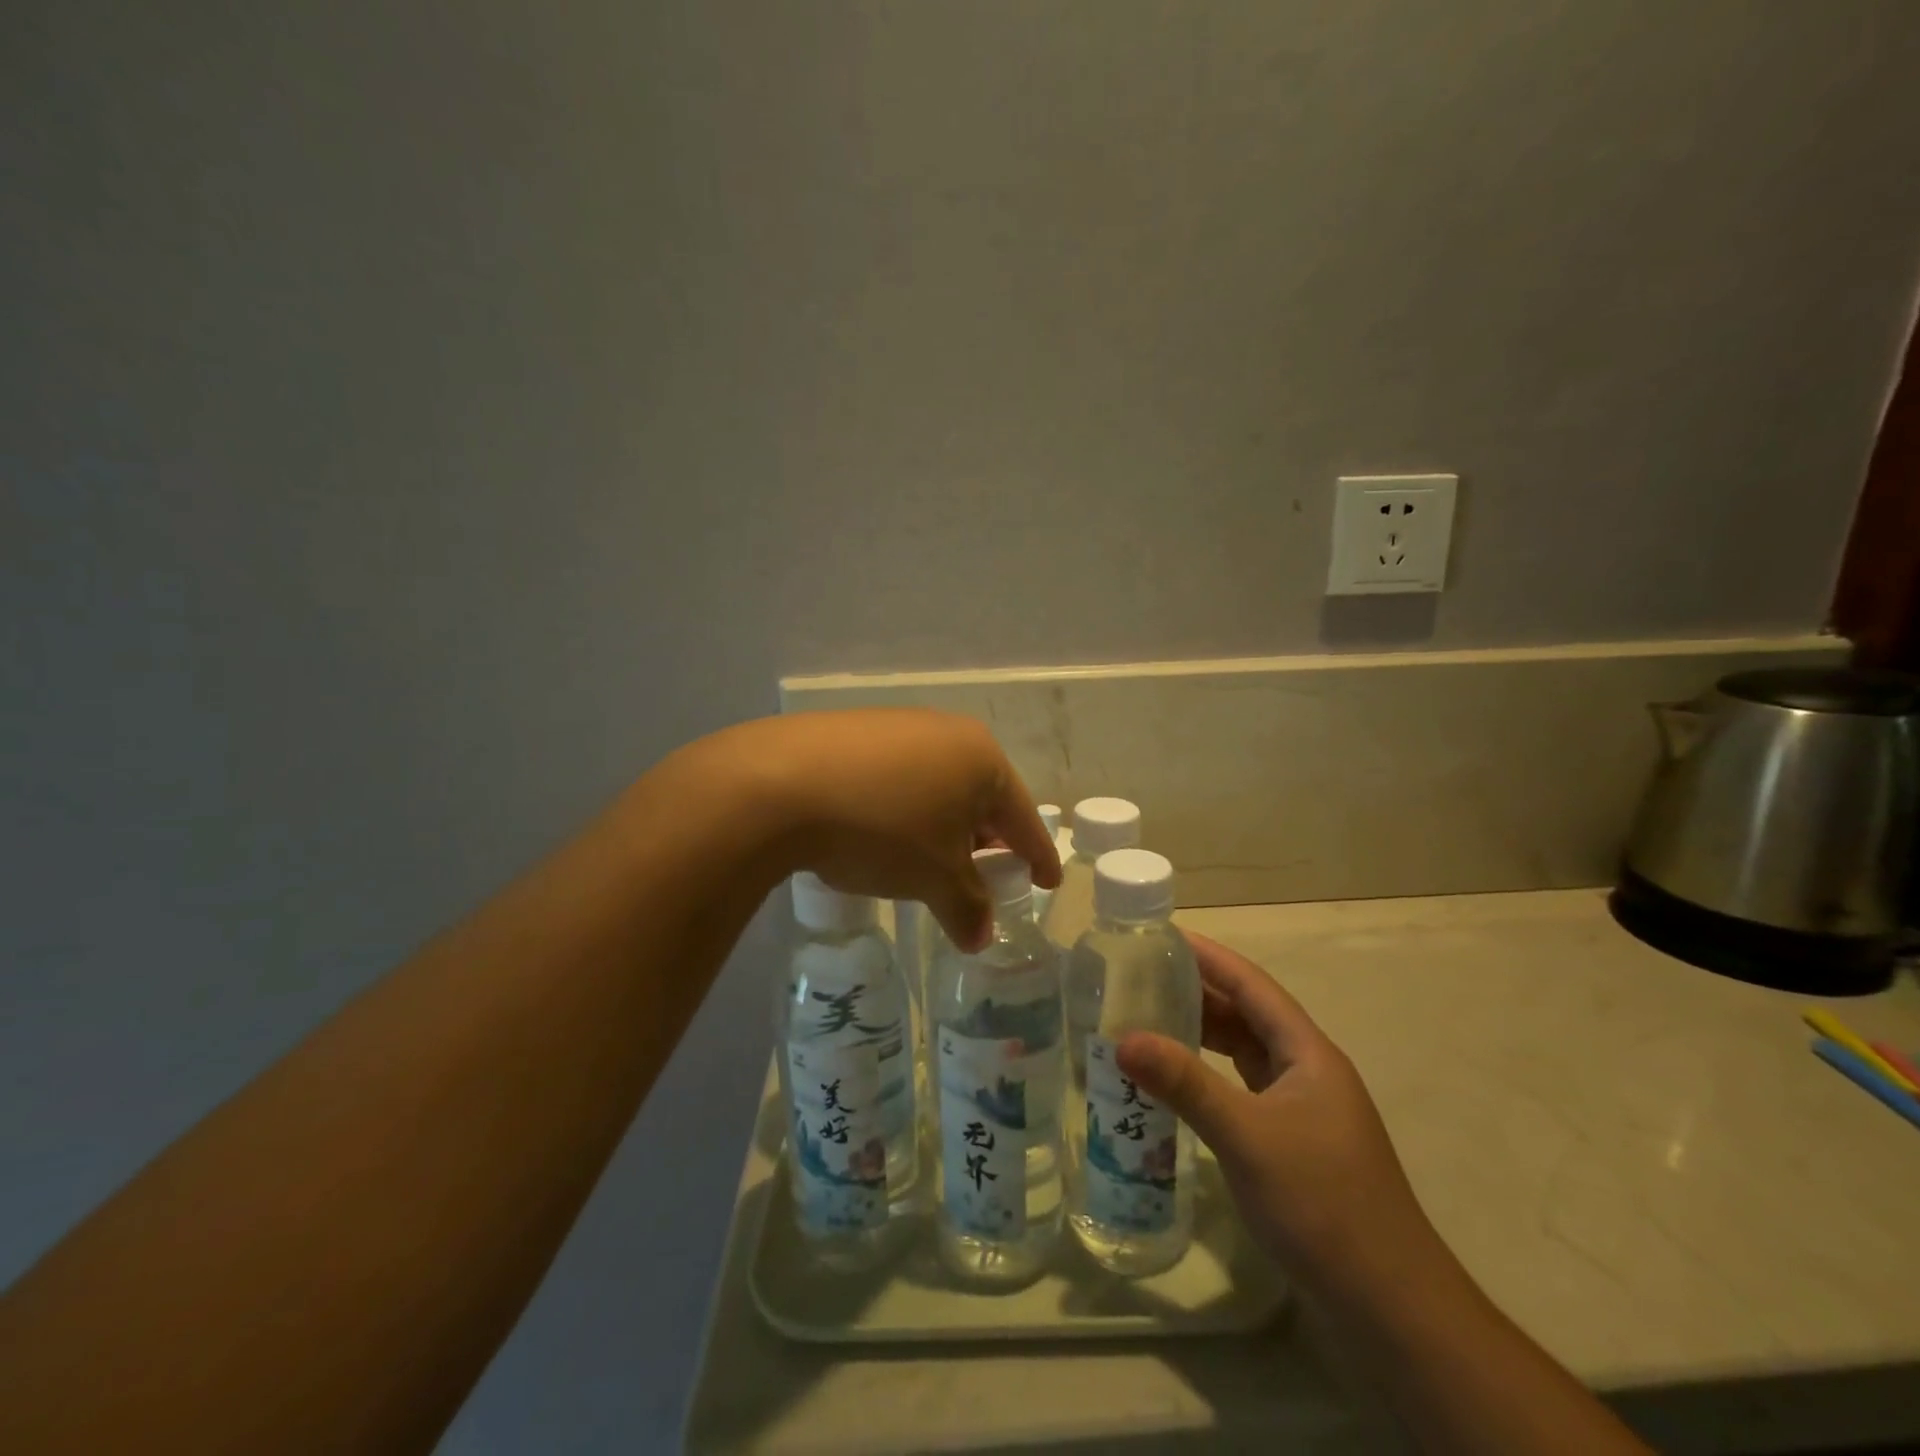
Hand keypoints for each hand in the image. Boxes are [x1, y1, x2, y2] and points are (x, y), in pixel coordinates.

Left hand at [697, 709, 1058, 948]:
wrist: (779, 783)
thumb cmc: (882, 829)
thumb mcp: (934, 878)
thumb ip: (967, 908)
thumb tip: (980, 939)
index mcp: (981, 759)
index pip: (1022, 816)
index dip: (1038, 854)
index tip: (1049, 881)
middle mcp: (946, 731)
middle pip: (980, 795)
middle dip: (985, 839)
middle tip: (986, 875)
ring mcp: (898, 725)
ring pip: (937, 783)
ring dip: (941, 824)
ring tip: (929, 859)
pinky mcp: (853, 730)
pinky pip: (896, 775)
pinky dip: (902, 808)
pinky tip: (879, 831)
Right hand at [1117, 931, 1438, 1297]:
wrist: (1391, 1308)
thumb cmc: (1322, 1204)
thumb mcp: (1246, 1137)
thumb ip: (1185, 1084)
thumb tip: (1123, 1038)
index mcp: (1307, 1053)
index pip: (1252, 985)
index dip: (1209, 957)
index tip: (1160, 935)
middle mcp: (1307, 1070)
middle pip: (1247, 1015)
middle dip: (1197, 992)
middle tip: (1140, 977)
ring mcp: (1303, 1108)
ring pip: (1245, 1052)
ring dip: (1202, 1034)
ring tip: (1149, 1019)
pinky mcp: (1293, 1142)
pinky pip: (1244, 1088)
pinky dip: (1210, 1075)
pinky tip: (1179, 1083)